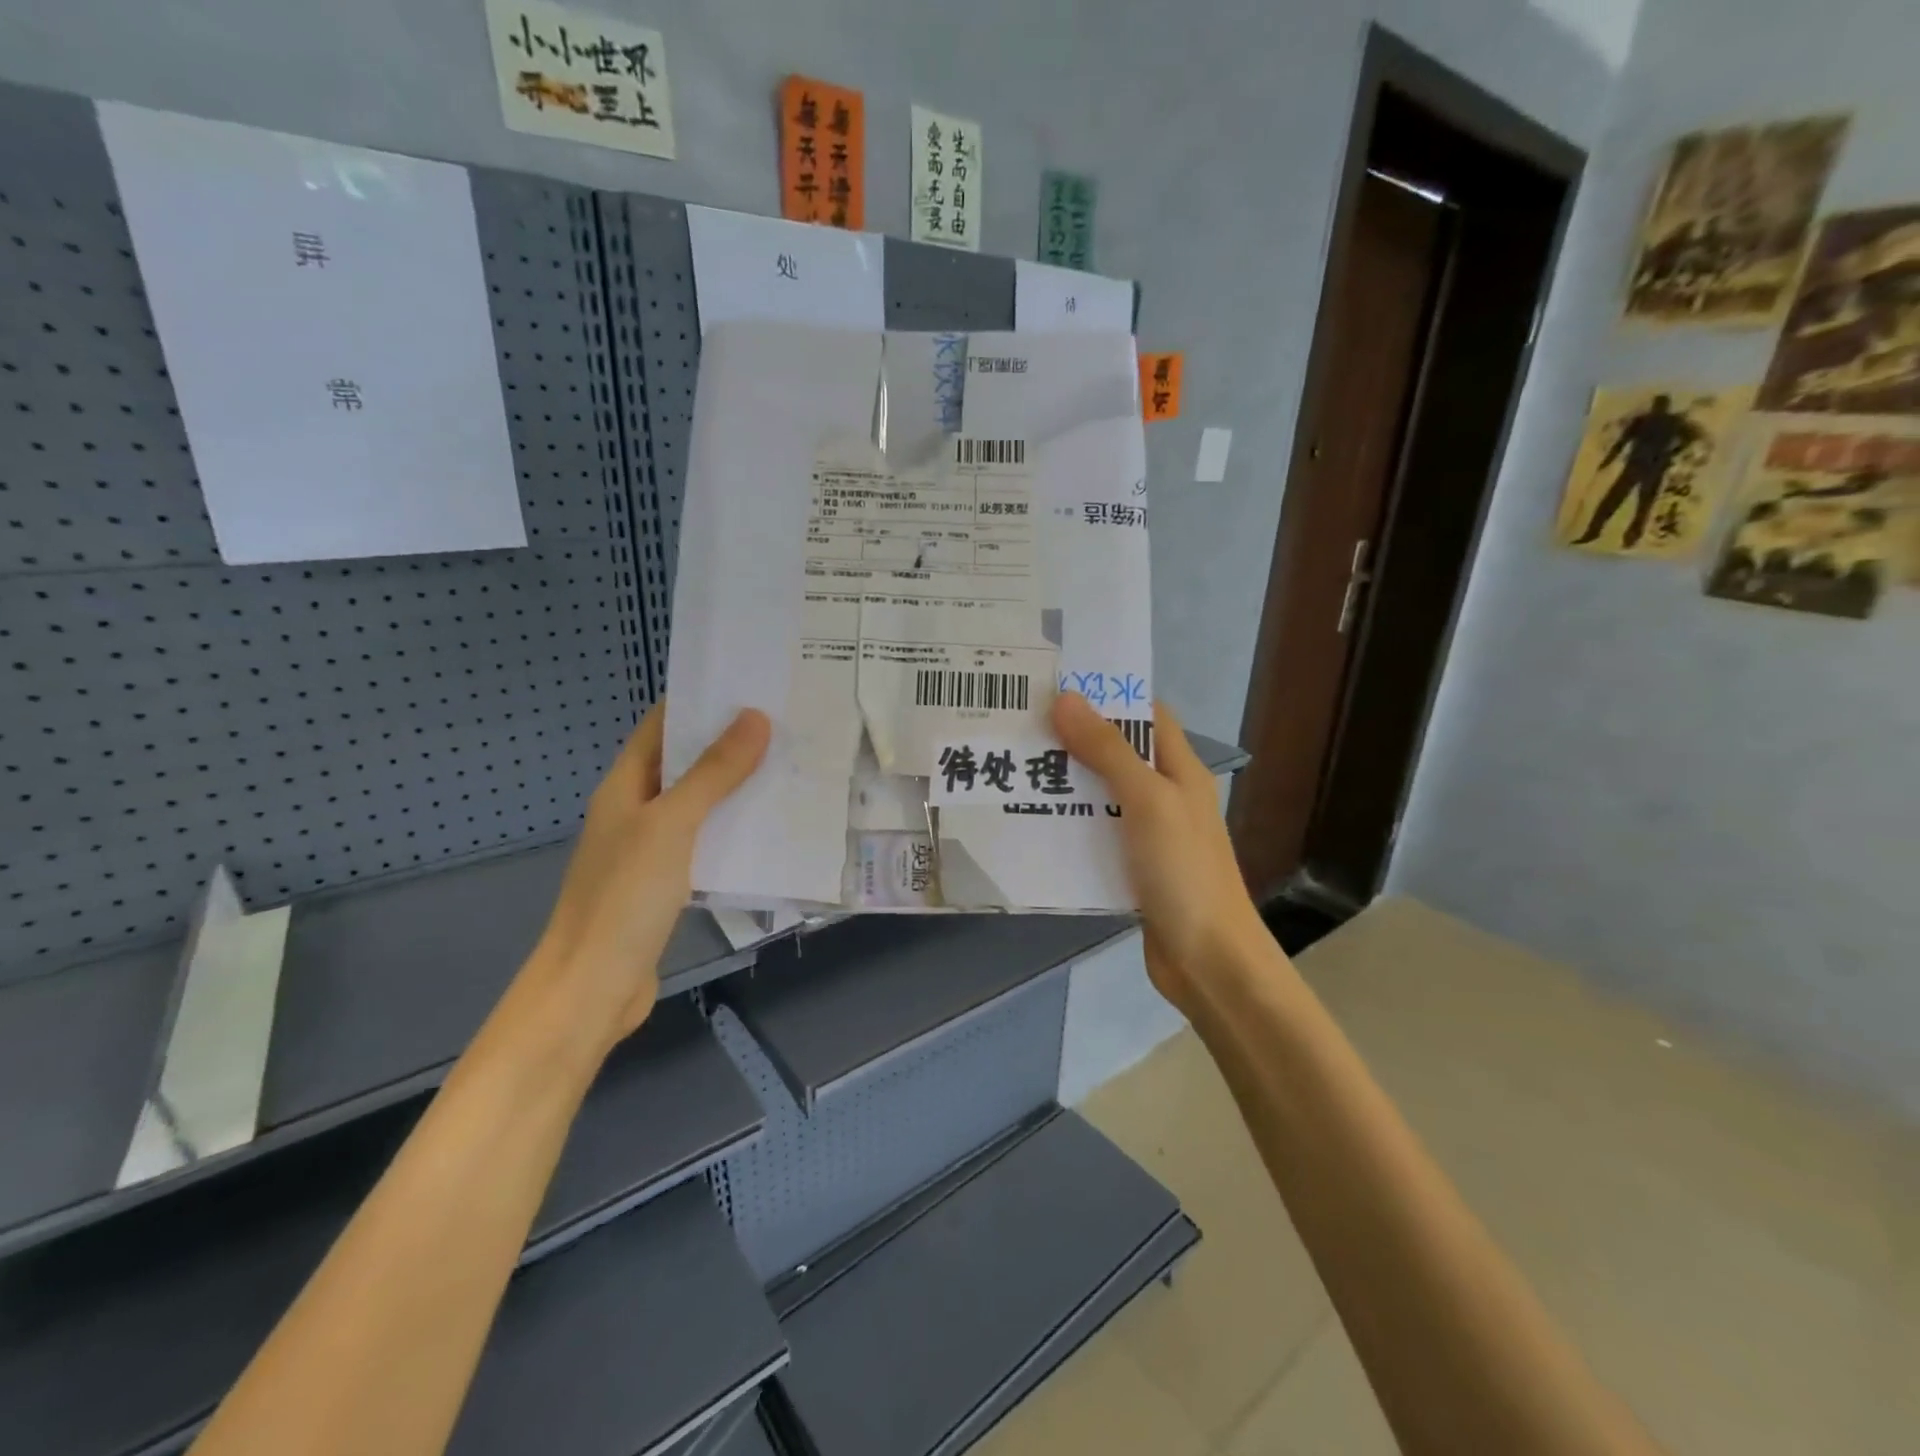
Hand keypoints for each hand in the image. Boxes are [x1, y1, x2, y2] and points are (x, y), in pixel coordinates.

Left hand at [526, 700, 769, 1054]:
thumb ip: (712, 773)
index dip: (700, 703)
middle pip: (684, 764)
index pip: (662, 727)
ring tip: (791, 768)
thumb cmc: (624, 898)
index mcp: (625, 786)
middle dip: (729, 744)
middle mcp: (635, 811)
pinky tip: (772, 829)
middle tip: (787, 725)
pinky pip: (705, 843)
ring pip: (699, 805)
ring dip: (736, 788)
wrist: (592, 988)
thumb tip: (754, 717)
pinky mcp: (667, 884)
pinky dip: (733, 830)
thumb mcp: (672, 826)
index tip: (752, 687)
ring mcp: (650, 850)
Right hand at [1051, 693, 1269, 1011]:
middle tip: (1021, 726)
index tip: (1057, 686)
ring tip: (1015, 768)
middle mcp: (1165, 796)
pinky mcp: (1131, 868)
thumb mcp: (1147, 801)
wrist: (1207, 959)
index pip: (1146, 715)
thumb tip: (1066, 699)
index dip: (1108, 696)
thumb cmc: (1184, 871)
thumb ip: (1108, 750)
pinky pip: (1095, 835)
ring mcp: (1148, 834)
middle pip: (1118, 754)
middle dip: (1074, 739)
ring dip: (1066, 783)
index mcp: (1180, 770)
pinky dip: (1069, 825)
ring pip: (1101, 796)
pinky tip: (1032, 823)